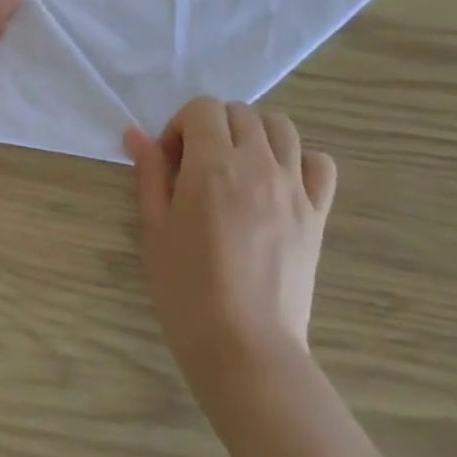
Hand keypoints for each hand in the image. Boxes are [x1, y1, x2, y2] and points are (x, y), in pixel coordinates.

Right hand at [126, 98, 336, 397]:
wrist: (245, 348)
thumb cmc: (187, 290)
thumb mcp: (154, 229)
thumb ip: (149, 174)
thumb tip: (136, 133)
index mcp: (212, 165)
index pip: (202, 108)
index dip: (180, 126)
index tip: (171, 162)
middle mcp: (258, 165)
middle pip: (240, 112)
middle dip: (213, 127)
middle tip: (197, 166)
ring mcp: (293, 188)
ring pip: (282, 127)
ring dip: (254, 133)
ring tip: (238, 167)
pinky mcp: (317, 214)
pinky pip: (320, 164)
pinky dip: (300, 160)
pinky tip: (279, 183)